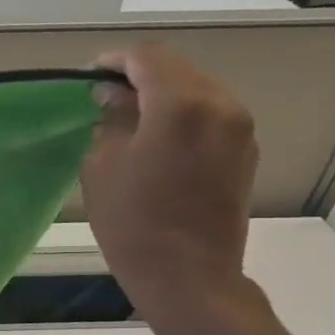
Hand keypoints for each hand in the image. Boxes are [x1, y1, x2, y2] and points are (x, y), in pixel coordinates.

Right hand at [80, 45, 257, 326]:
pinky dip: (182, 114)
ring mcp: (239, 129)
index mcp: (181, 105)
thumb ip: (110, 119)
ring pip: (197, 90)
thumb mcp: (102, 165)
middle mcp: (220, 106)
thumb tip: (113, 97)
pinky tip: (157, 138)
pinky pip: (210, 115)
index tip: (89, 76)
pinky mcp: (245, 152)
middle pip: (177, 70)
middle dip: (139, 76)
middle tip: (104, 96)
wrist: (188, 276)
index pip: (147, 58)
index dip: (114, 61)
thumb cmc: (133, 221)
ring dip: (163, 95)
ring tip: (129, 117)